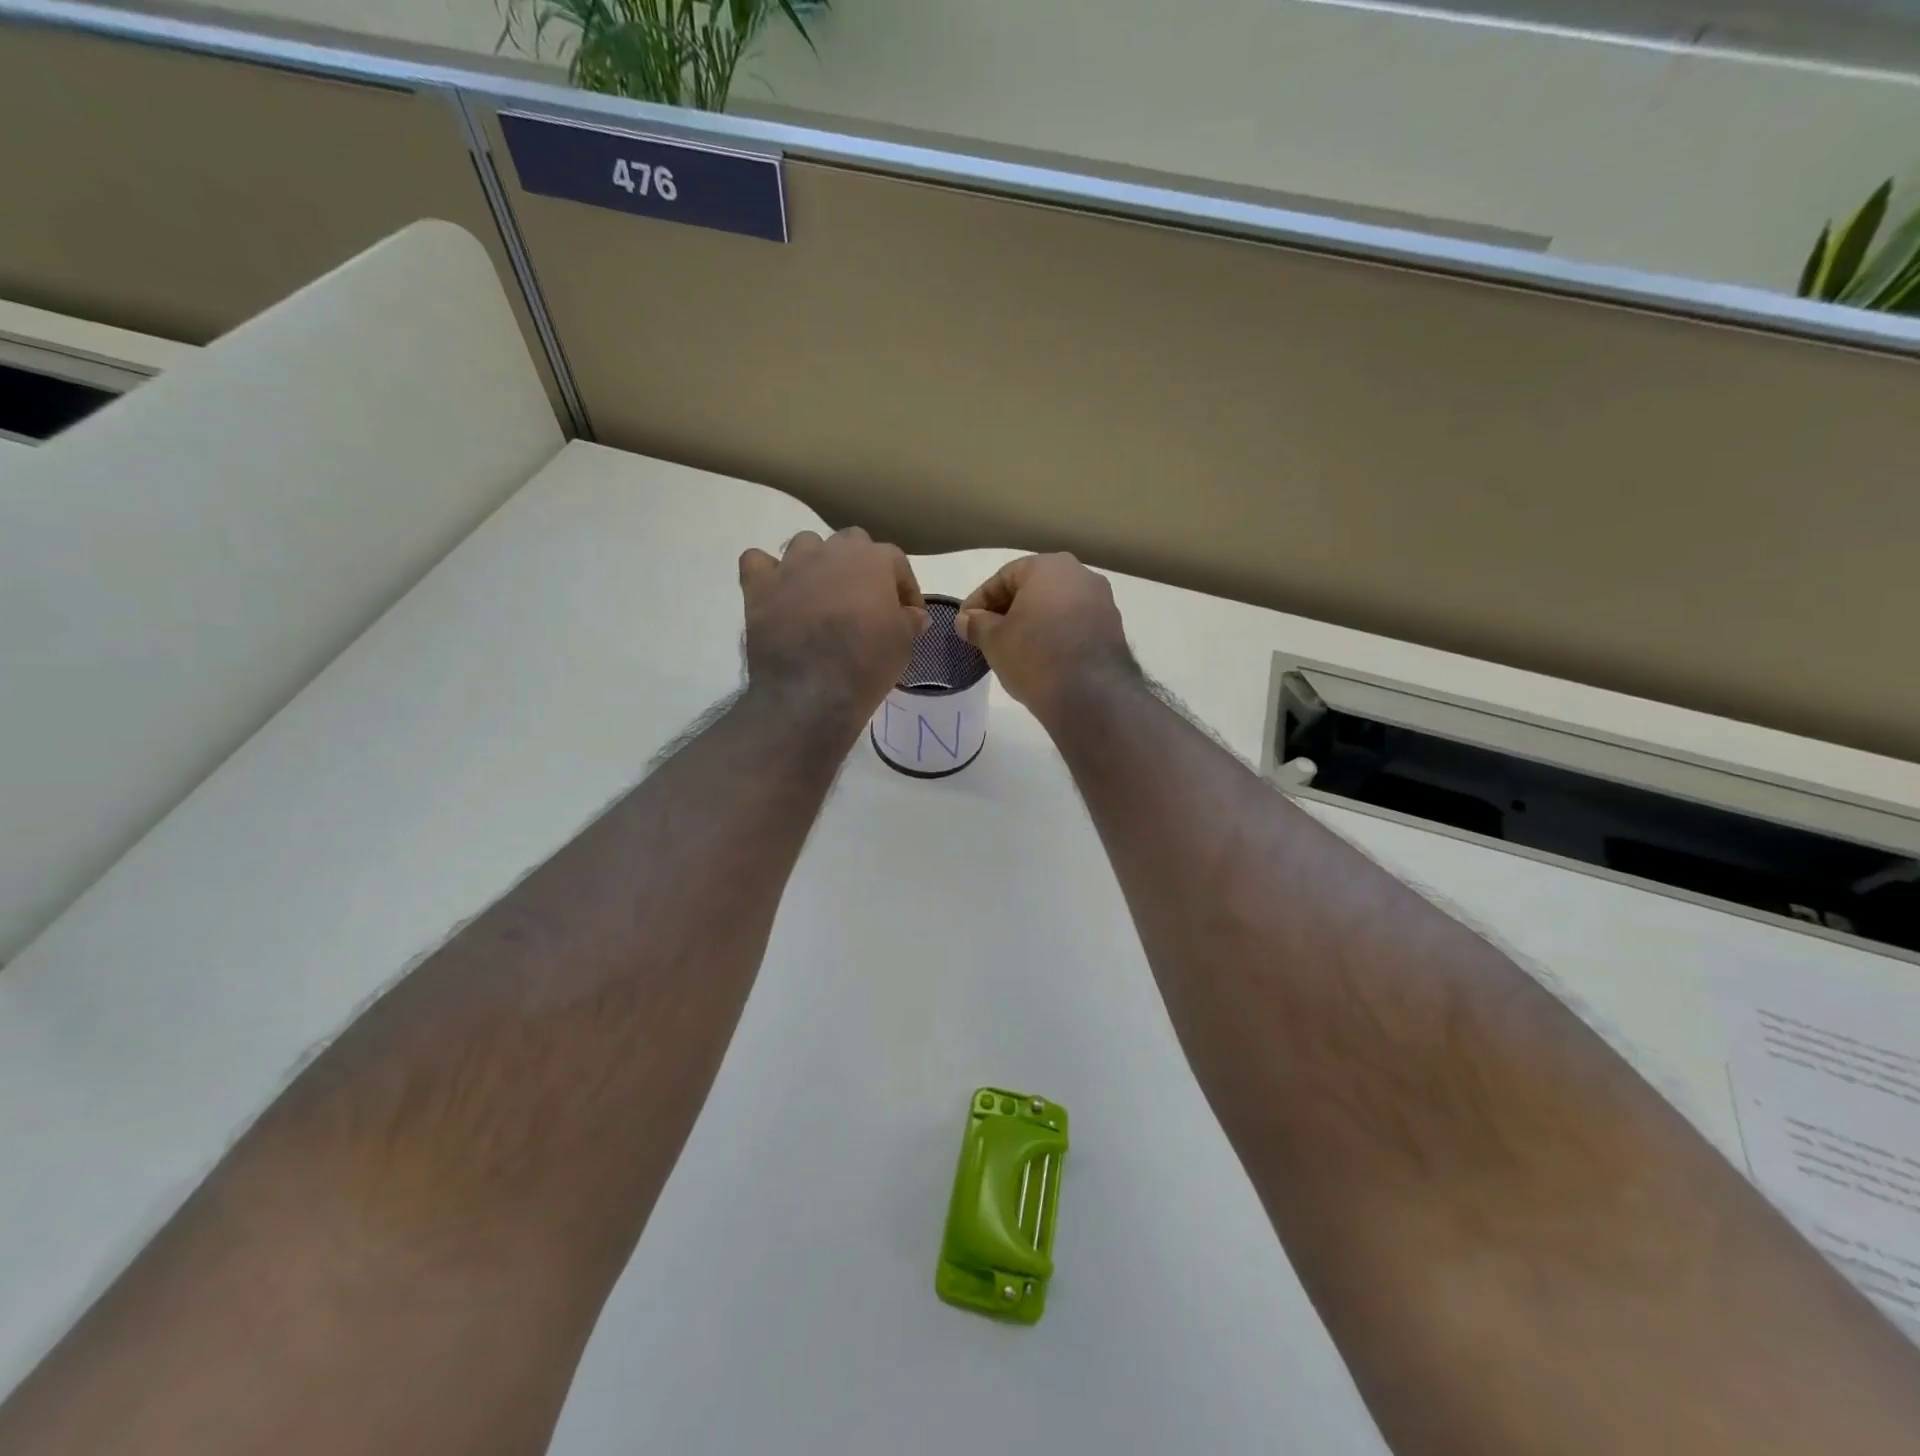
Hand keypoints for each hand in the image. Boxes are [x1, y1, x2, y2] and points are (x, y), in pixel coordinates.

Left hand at [738, 528, 927, 734]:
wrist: (811, 692)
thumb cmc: (867, 664)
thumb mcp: (903, 644)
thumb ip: (909, 620)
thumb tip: (914, 614)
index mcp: (873, 560)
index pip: (896, 561)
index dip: (904, 588)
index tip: (908, 614)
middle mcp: (832, 551)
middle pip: (851, 543)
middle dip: (860, 567)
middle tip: (864, 601)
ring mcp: (792, 565)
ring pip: (806, 545)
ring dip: (816, 563)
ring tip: (821, 594)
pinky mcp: (759, 586)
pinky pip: (758, 562)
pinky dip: (768, 573)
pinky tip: (778, 592)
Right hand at [954, 554, 1137, 723]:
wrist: (1090, 693)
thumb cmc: (1034, 655)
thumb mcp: (994, 640)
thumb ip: (977, 624)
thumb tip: (966, 620)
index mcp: (1048, 566)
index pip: (1004, 577)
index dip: (980, 601)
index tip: (965, 623)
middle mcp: (1080, 574)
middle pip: (1033, 589)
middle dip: (1008, 610)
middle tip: (987, 635)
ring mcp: (1102, 601)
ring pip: (1056, 607)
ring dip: (1033, 623)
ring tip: (1014, 649)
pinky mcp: (1113, 629)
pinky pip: (1075, 625)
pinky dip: (1056, 636)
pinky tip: (1042, 658)